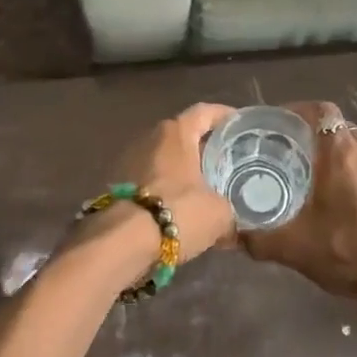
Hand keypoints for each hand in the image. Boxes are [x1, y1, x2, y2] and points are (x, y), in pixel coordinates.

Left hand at [97, 102, 238, 260]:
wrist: (119, 244)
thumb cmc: (177, 212)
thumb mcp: (219, 215)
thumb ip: (231, 214)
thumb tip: (236, 230)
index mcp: (176, 133)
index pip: (205, 112)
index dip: (225, 115)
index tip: (242, 124)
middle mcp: (149, 138)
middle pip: (183, 136)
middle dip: (204, 147)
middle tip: (228, 162)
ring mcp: (128, 161)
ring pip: (165, 160)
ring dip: (183, 170)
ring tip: (206, 188)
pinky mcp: (115, 187)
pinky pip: (150, 181)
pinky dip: (166, 189)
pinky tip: (181, 209)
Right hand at [239, 101, 356, 299]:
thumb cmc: (346, 249)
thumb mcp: (294, 247)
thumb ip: (260, 239)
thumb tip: (235, 237)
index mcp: (339, 154)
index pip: (321, 111)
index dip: (301, 110)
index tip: (284, 123)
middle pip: (340, 130)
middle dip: (319, 137)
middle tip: (297, 154)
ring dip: (342, 158)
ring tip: (323, 180)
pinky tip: (353, 203)